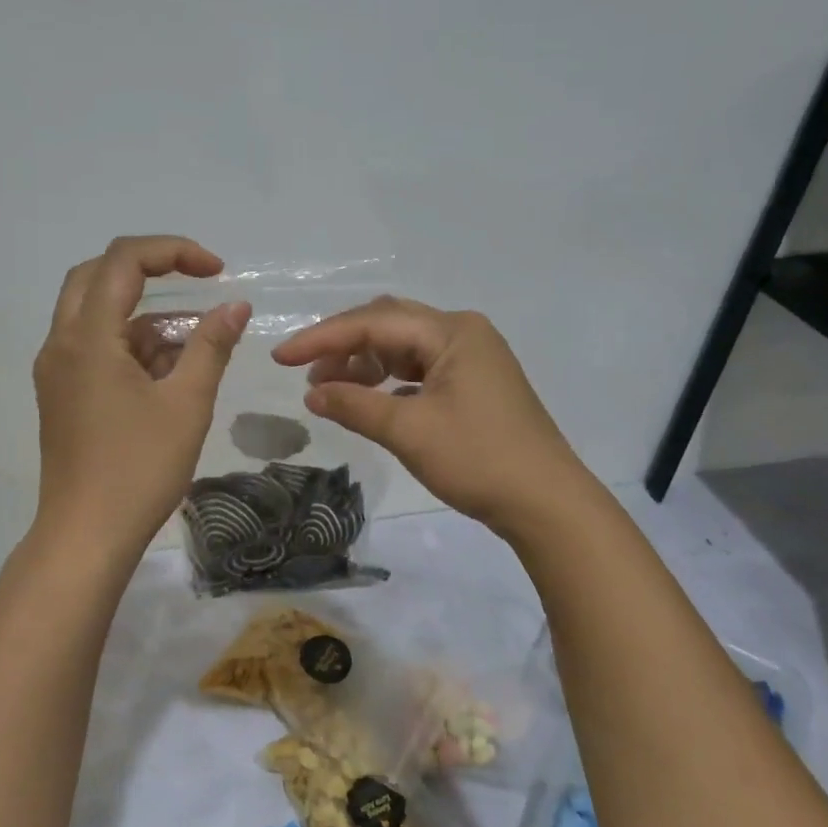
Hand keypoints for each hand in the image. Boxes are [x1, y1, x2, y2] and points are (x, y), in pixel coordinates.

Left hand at [32, 236, 250, 563]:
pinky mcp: (60, 393)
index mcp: (87, 337)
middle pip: (98, 274)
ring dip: (142, 313)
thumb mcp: (186, 403)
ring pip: (95, 312)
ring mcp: (56, 370)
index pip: (124, 261)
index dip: (173, 252)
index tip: (217, 271)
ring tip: (194, 340)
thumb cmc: (139, 468)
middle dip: (149, 270)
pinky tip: (168, 370)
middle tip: (196, 282)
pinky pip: (93, 346)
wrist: (86, 535)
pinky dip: (129, 343)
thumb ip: (211, 345)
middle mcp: (61, 343)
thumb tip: (235, 305)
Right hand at [271, 296, 581, 538]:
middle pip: (388, 324)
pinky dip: (389, 380)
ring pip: (404, 347)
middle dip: (343, 345)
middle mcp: (462, 333)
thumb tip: (311, 394)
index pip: (373, 322)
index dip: (322, 338)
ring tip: (330, 389)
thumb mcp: (409, 431)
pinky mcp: (474, 384)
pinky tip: (369, 400)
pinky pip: (420, 369)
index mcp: (452, 331)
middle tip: (305, 371)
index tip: (280, 357)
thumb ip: (355, 405)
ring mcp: (472, 358)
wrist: (546, 504)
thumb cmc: (478, 459)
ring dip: (364, 363)